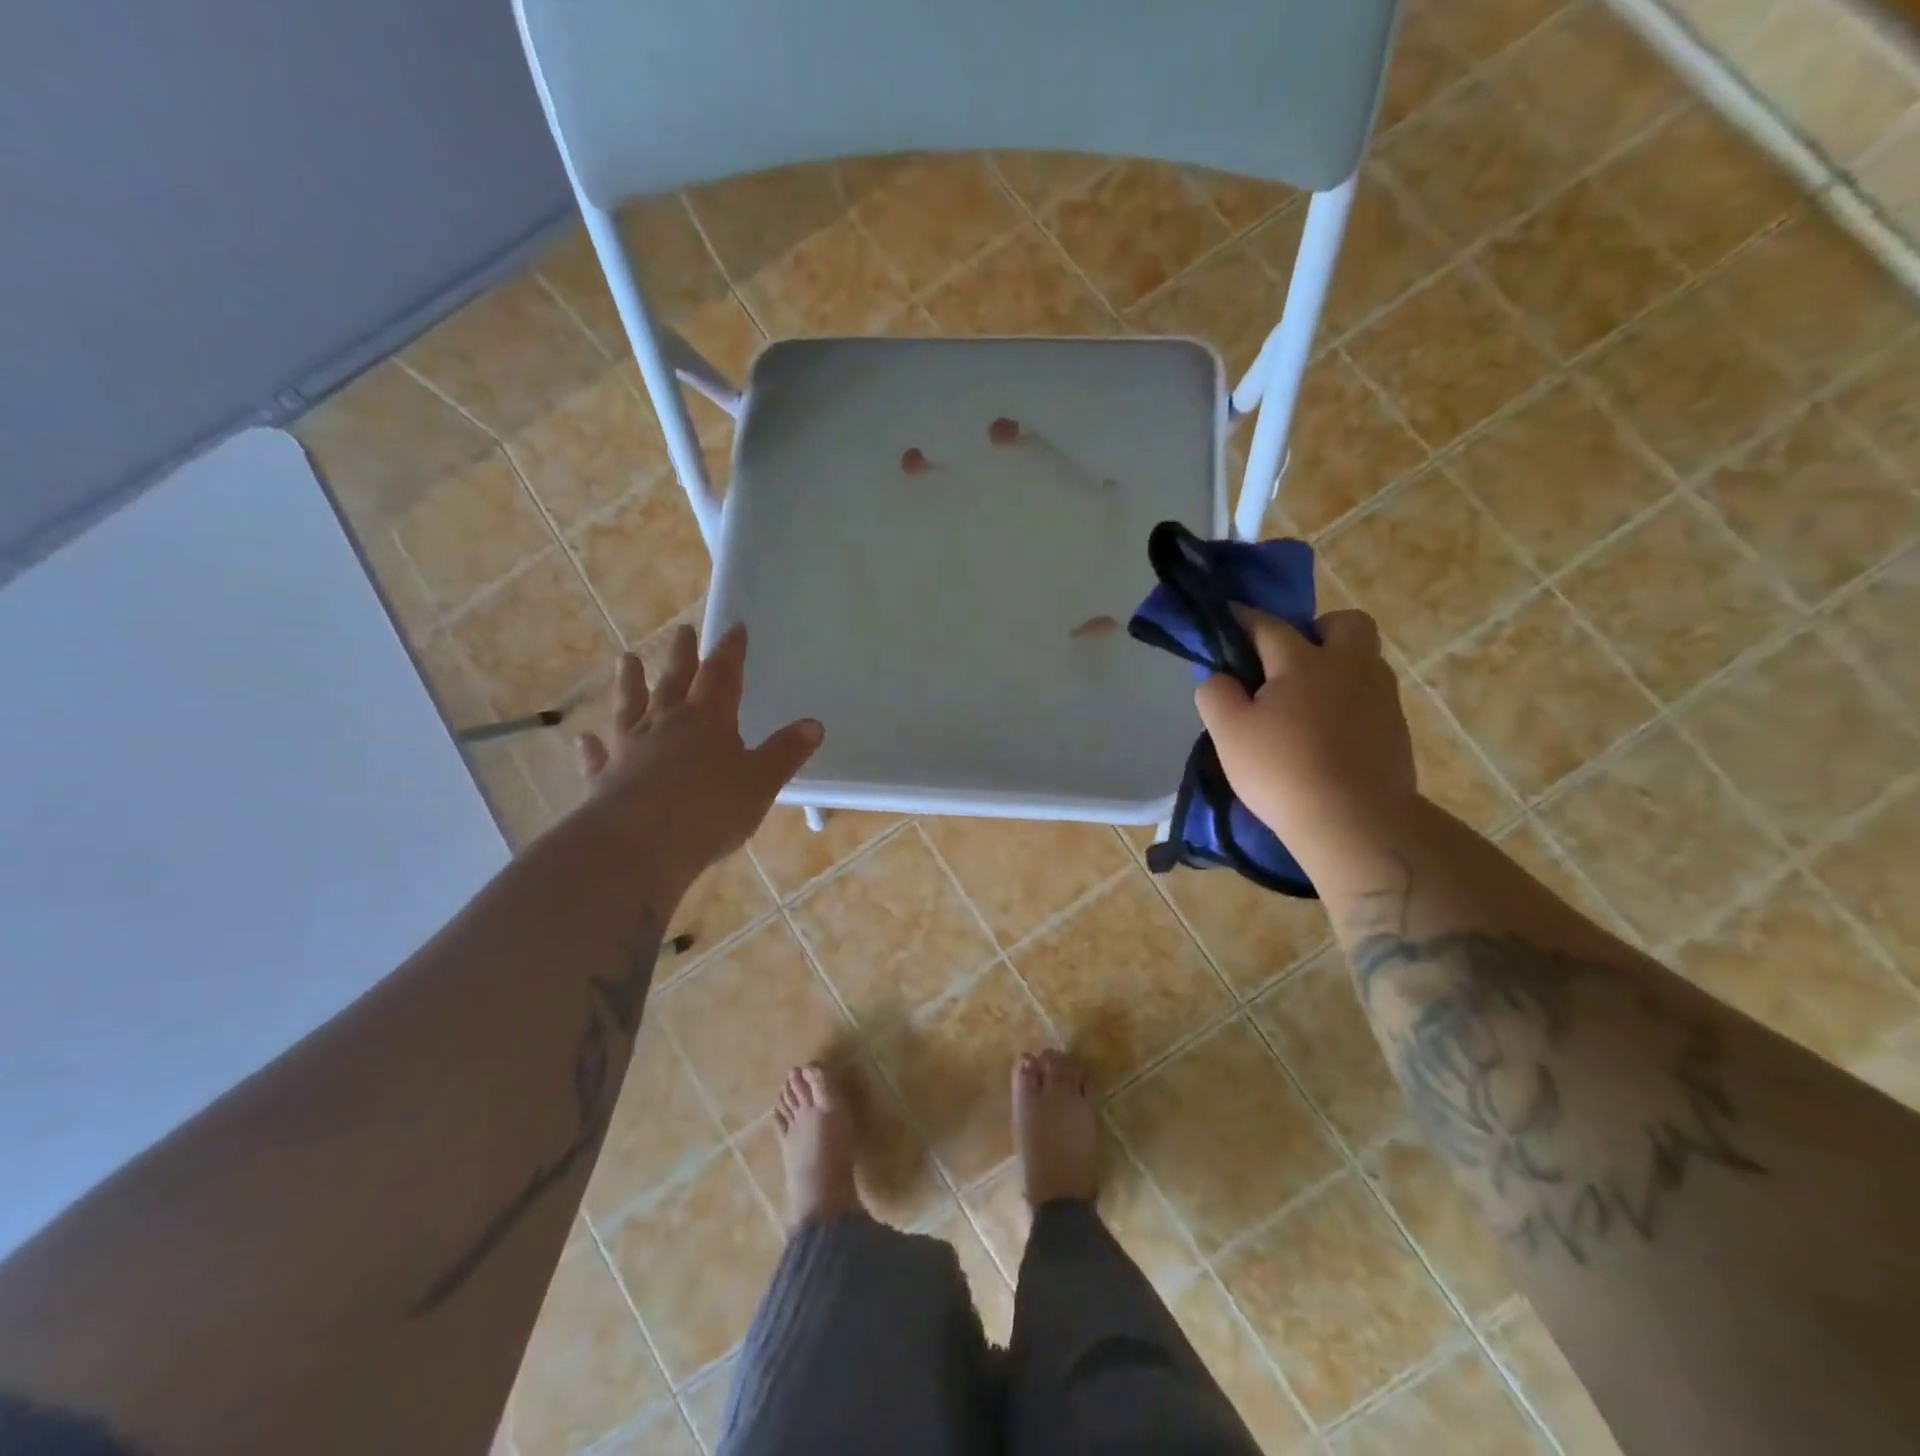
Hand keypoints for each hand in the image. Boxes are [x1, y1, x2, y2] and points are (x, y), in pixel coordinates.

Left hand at [572, 623, 821, 890]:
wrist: (637, 846)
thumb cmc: (709, 810)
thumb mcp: (760, 783)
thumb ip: (785, 753)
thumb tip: (813, 725)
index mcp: (708, 720)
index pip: (722, 674)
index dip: (730, 651)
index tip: (734, 628)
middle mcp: (666, 724)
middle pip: (674, 681)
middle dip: (681, 655)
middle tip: (681, 629)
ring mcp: (630, 749)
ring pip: (630, 707)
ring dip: (630, 683)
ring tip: (627, 660)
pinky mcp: (604, 779)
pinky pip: (599, 757)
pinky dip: (593, 747)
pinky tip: (585, 739)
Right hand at [1194, 608, 1416, 865]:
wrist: (1355, 821)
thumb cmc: (1282, 770)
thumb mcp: (1229, 733)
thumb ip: (1216, 695)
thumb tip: (1221, 677)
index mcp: (1304, 662)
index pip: (1269, 626)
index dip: (1245, 618)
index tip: (1230, 615)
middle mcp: (1350, 667)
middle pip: (1345, 623)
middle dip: (1318, 630)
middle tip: (1291, 661)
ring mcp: (1381, 697)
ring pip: (1364, 660)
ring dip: (1338, 666)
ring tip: (1308, 702)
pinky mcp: (1397, 729)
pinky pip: (1372, 697)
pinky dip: (1350, 702)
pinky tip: (1330, 733)